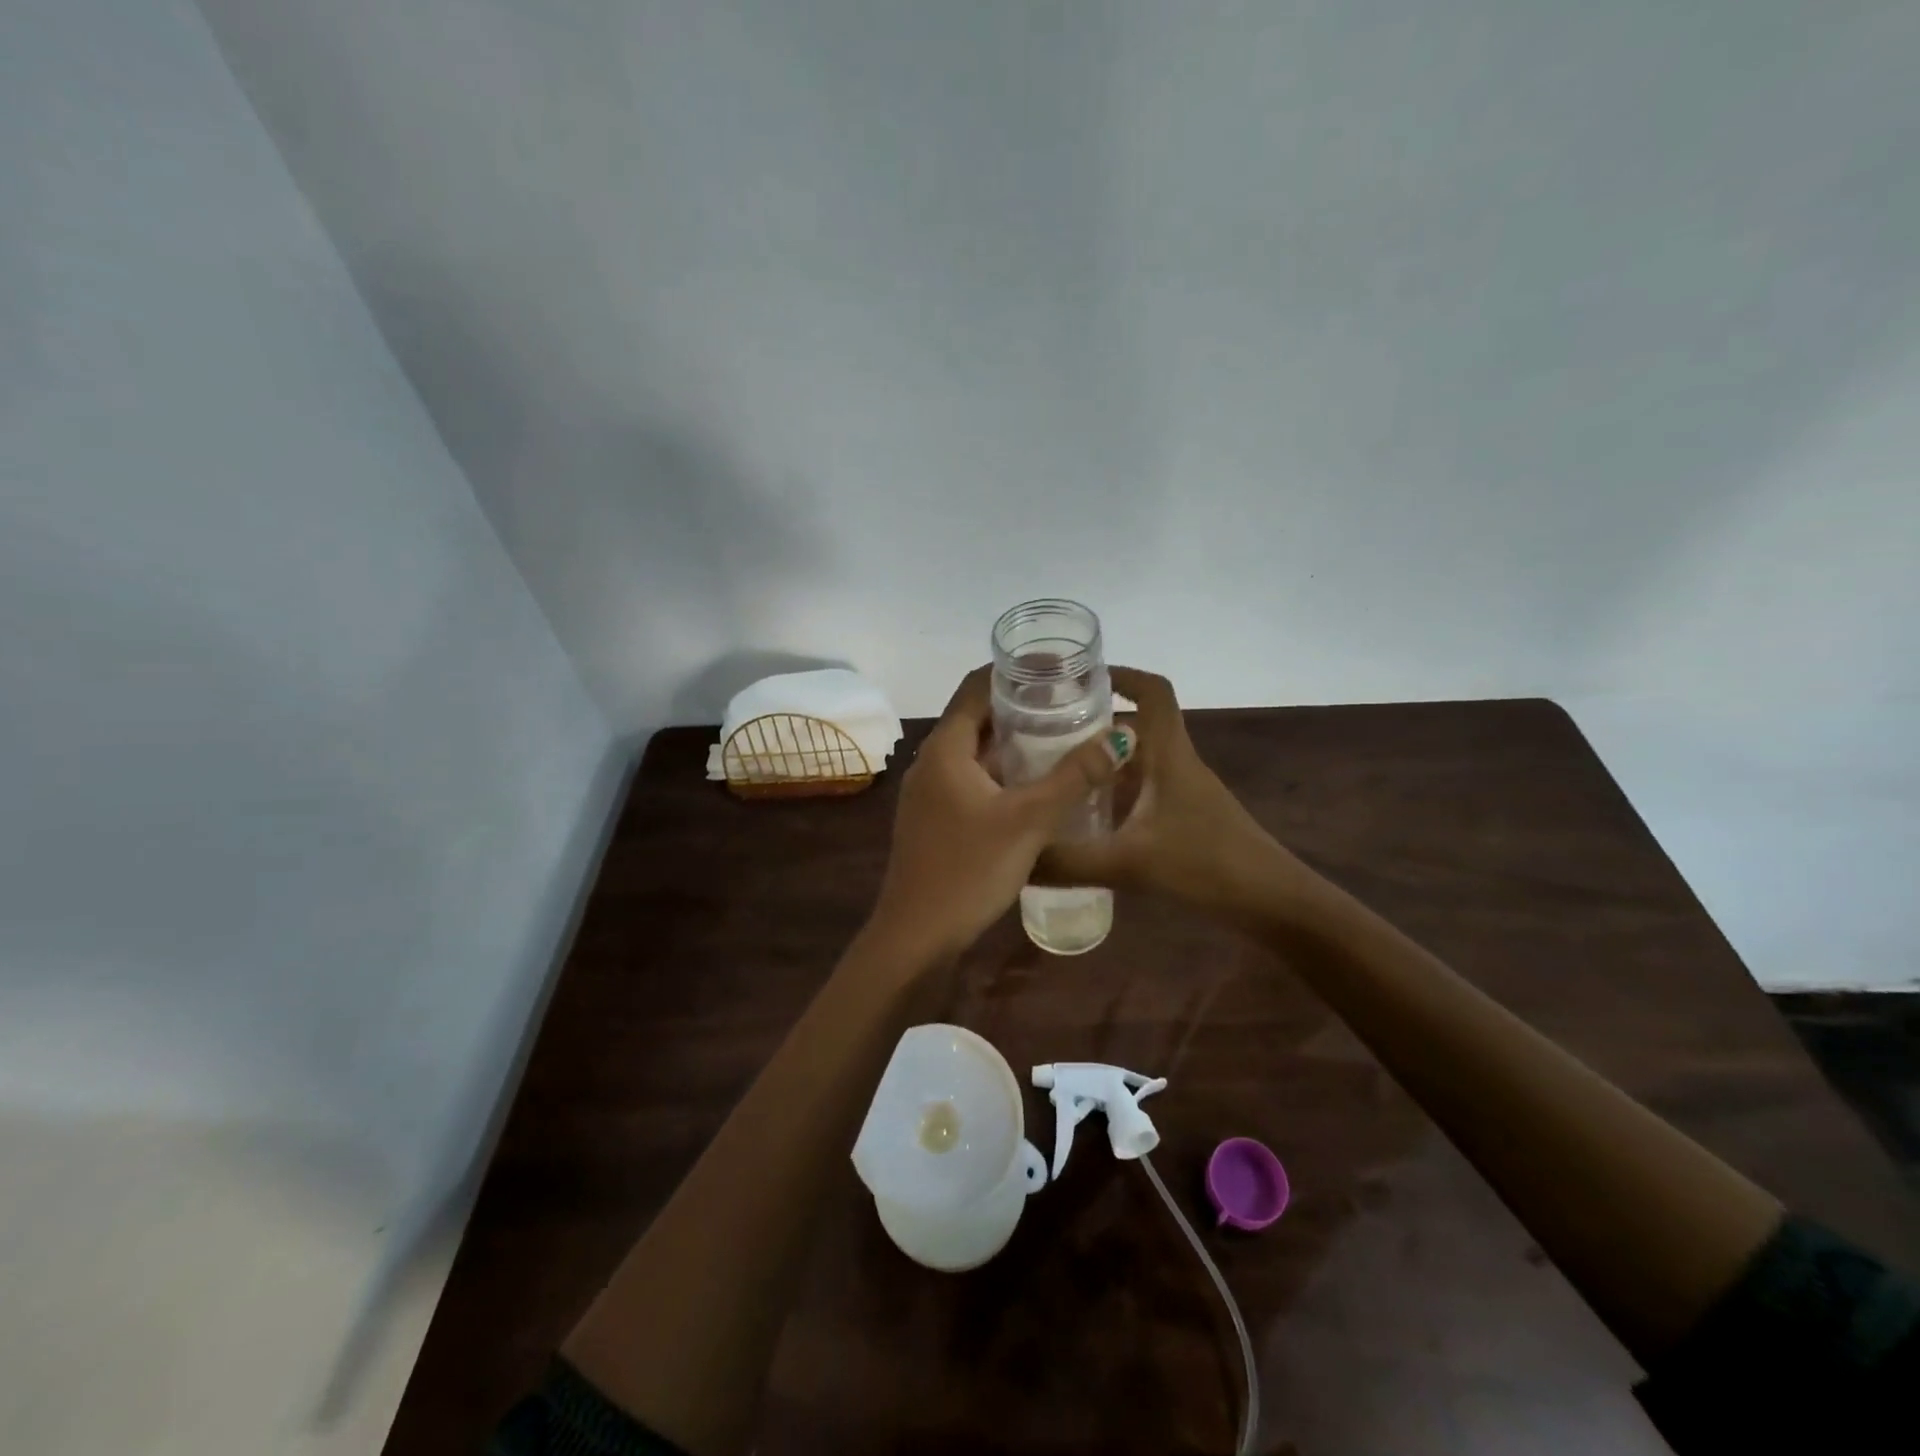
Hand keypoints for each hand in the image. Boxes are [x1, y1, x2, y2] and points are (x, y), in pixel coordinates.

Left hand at [869, 666, 1133, 959]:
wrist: (915, 935)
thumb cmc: (968, 869)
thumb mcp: (1029, 820)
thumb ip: (1075, 776)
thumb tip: (1121, 734)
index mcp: (945, 748)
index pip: (977, 687)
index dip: (1015, 672)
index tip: (1058, 669)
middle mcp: (932, 762)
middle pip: (977, 718)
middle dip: (1021, 708)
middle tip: (1070, 704)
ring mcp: (930, 793)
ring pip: (976, 753)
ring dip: (1013, 744)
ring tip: (1062, 739)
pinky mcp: (935, 820)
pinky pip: (972, 781)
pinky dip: (1002, 774)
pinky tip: (1036, 787)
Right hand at [1040, 668, 1323, 919]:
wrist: (1272, 903)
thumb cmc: (1207, 866)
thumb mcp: (1129, 864)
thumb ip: (1068, 862)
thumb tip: (1014, 860)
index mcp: (1169, 755)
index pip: (1153, 692)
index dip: (1121, 675)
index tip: (1077, 680)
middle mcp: (1176, 764)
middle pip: (1135, 726)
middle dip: (1091, 724)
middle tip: (1041, 735)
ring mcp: (1183, 792)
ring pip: (1137, 761)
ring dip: (1100, 762)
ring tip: (1052, 776)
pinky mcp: (1185, 819)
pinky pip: (1141, 791)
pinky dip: (1112, 794)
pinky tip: (1083, 820)